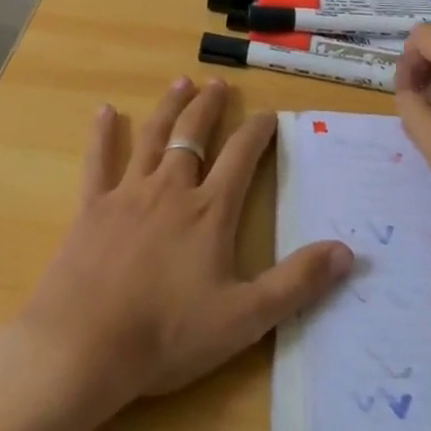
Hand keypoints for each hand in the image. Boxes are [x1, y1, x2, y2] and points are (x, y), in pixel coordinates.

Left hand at [13, 77, 352, 414]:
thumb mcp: (244, 319)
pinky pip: (98, 161)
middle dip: (210, 107)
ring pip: (153, 137)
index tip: (270, 114)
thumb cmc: (167, 335)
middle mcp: (172, 188)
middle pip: (194, 135)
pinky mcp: (92, 207)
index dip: (259, 132)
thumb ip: (297, 283)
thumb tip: (347, 251)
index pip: (242, 157)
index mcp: (210, 211)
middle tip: (218, 84)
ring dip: (169, 108)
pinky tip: (103, 111)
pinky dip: (102, 135)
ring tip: (180, 82)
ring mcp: (128, 193)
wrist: (83, 348)